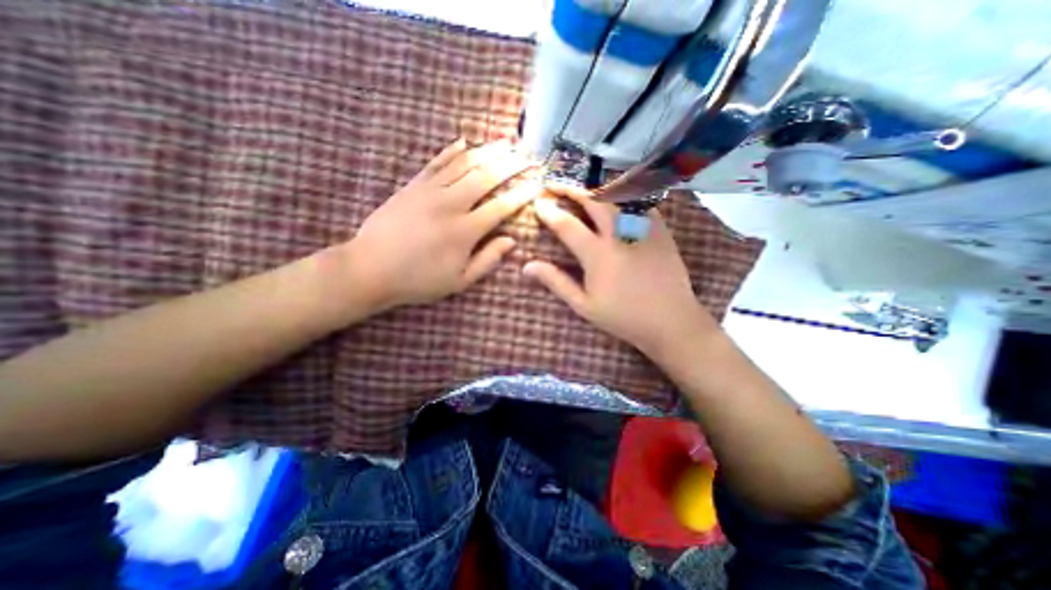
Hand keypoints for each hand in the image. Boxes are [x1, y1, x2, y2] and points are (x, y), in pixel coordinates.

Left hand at [348, 138, 535, 312]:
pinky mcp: (412, 186)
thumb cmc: (419, 280)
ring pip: (464, 164)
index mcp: (465, 231)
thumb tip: (511, 241)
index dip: (521, 194)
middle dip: (510, 164)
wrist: (370, 268)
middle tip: (527, 155)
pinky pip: (435, 163)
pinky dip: (451, 151)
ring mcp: (429, 191)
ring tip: (504, 142)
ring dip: (487, 151)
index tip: (537, 183)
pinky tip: (463, 141)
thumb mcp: (459, 280)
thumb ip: (487, 260)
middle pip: (486, 177)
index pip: (501, 206)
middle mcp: (451, 204)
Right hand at [523, 184, 714, 356]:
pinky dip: (623, 195)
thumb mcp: (584, 304)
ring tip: (580, 187)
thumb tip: (527, 266)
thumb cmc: (623, 316)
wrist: (670, 320)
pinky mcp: (660, 229)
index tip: (538, 202)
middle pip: (593, 200)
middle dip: (570, 188)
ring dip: (595, 188)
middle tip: (555, 184)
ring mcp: (642, 229)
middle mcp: (619, 234)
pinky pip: (639, 202)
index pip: (567, 225)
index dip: (549, 211)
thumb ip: (556, 282)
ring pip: (617, 196)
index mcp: (598, 254)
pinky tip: (615, 198)